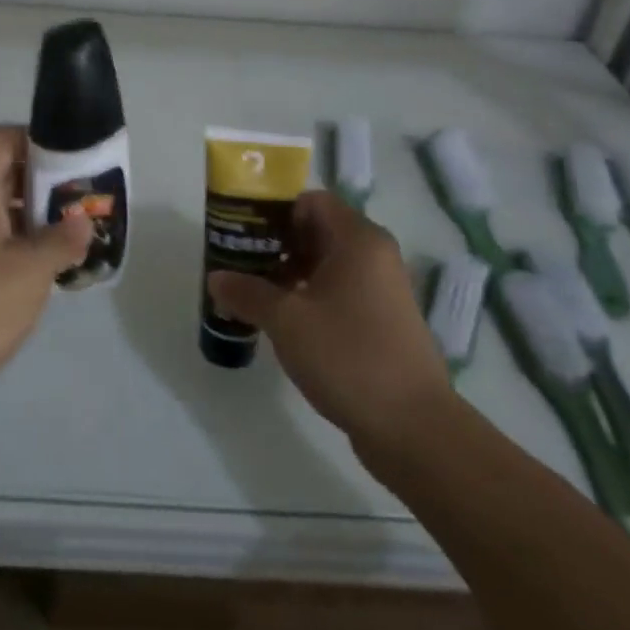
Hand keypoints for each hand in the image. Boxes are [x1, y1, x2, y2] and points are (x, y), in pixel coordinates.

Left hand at [0, 124, 92, 431]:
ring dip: (28, 216)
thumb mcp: (31, 270)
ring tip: (68, 236)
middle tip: (80, 203)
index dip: (39, 142)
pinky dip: (10, 241)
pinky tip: (38, 269)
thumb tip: (82, 222)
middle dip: (41, 182)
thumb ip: (63, 239)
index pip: (3, 137)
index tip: (73, 164)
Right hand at [207, 191, 450, 452]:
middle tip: (239, 264)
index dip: (273, 211)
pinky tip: (282, 322)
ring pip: (327, 263)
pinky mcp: (383, 320)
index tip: (241, 232)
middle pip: (317, 230)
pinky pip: (339, 291)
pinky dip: (310, 296)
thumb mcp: (286, 321)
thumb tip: (216, 278)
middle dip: (275, 244)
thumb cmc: (348, 356)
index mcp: (358, 240)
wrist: (413, 428)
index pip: (310, 201)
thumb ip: (247, 292)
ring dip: (289, 273)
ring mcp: (382, 289)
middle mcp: (375, 255)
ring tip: (253, 295)